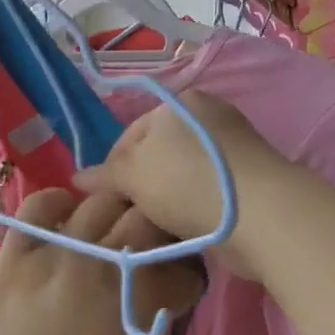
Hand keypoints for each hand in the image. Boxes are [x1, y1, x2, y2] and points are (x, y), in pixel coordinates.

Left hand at [0, 188, 205, 334]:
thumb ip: (155, 321)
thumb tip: (161, 294)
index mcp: (136, 296)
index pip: (179, 264)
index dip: (187, 275)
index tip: (182, 286)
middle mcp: (98, 262)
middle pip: (144, 218)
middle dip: (158, 234)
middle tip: (152, 254)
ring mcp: (53, 253)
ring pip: (98, 203)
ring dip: (116, 213)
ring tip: (113, 231)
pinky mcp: (16, 256)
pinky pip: (38, 207)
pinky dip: (59, 204)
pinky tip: (68, 217)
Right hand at [74, 91, 291, 279]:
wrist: (258, 214)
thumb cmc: (187, 182)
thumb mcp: (134, 174)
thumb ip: (105, 175)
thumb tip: (77, 178)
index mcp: (181, 103)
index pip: (131, 133)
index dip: (112, 167)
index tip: (104, 200)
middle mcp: (209, 120)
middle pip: (158, 156)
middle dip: (140, 187)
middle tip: (128, 216)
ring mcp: (232, 151)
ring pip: (181, 178)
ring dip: (165, 203)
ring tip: (154, 227)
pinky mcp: (248, 182)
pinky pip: (206, 195)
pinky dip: (192, 211)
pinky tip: (181, 232)